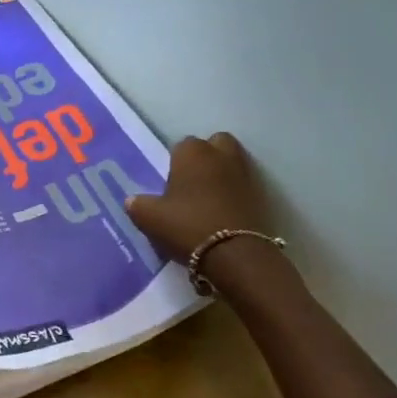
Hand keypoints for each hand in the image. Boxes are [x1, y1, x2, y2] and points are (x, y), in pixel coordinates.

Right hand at [125, 132, 275, 260]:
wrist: (236, 254)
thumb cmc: (187, 226)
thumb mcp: (149, 218)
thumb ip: (137, 204)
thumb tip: (133, 200)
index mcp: (192, 153)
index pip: (181, 145)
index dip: (175, 162)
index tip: (171, 183)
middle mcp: (221, 154)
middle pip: (214, 143)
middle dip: (206, 156)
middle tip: (193, 182)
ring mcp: (246, 172)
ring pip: (233, 161)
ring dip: (223, 172)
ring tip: (210, 197)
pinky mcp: (263, 194)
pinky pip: (245, 184)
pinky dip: (237, 191)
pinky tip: (225, 211)